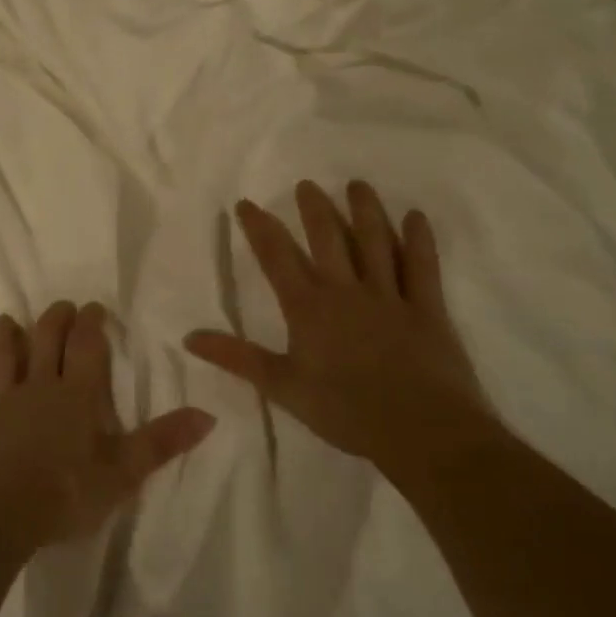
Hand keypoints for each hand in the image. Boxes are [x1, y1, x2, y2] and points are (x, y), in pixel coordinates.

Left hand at [0, 301, 214, 550]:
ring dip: (4, 337)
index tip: (93, 306)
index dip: (91, 323)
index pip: (87, 346)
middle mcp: (39, 386)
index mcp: (76, 394)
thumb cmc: (66, 492)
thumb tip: (208, 415)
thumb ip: (162, 442)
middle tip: (61, 307)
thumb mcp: (123, 473)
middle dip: (54, 318)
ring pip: (2, 357)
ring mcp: (2, 401)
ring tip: (6, 321)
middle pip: (45, 339)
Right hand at [184, 180, 491, 480]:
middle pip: (327, 238)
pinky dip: (419, 240)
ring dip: (365, 211)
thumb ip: (237, 358)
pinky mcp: (426, 308)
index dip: (259, 228)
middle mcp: (345, 290)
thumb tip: (188, 337)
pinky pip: (422, 267)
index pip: (276, 257)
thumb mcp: (282, 387)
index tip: (246, 203)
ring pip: (374, 242)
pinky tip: (415, 216)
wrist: (422, 432)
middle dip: (313, 208)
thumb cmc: (346, 411)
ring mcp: (389, 295)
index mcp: (308, 306)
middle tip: (306, 184)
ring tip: (357, 185)